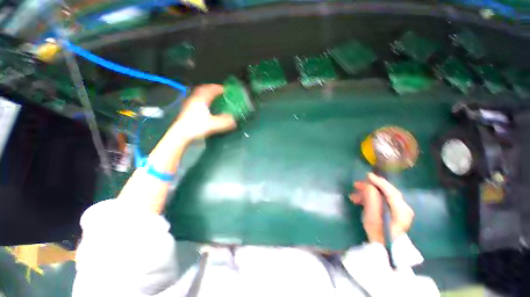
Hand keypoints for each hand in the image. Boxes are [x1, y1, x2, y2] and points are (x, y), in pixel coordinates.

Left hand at [172, 84, 236, 141]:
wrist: (181, 134)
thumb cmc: (196, 127)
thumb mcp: (213, 125)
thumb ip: (225, 122)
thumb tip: (234, 121)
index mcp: (201, 100)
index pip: (211, 90)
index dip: (219, 88)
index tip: (226, 89)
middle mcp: (194, 99)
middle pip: (203, 89)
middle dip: (212, 88)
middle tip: (219, 91)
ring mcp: (189, 104)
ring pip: (199, 94)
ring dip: (207, 93)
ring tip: (213, 96)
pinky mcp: (187, 110)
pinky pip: (196, 100)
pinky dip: (202, 99)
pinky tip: (204, 105)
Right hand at [349, 173, 413, 243]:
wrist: (383, 247)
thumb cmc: (377, 234)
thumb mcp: (372, 218)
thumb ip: (372, 201)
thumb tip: (369, 186)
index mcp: (402, 212)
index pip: (391, 192)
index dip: (379, 182)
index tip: (367, 175)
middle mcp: (403, 208)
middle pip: (387, 192)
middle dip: (370, 187)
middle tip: (356, 184)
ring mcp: (399, 209)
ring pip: (382, 195)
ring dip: (367, 193)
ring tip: (353, 196)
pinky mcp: (393, 210)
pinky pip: (381, 199)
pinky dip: (370, 198)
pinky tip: (359, 200)